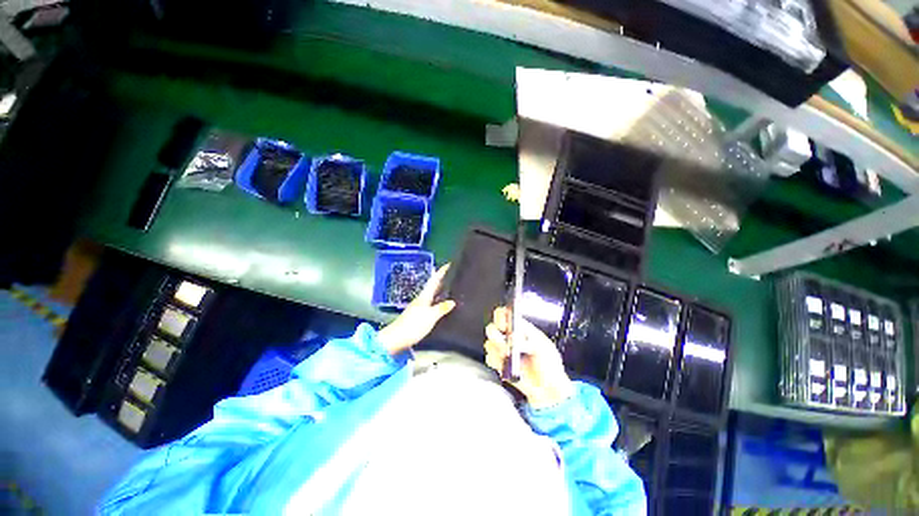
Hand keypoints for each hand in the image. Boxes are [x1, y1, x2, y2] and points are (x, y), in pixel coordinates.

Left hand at [376, 264, 455, 354]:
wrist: (396, 339)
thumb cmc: (413, 325)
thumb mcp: (430, 316)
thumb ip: (441, 308)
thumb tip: (453, 301)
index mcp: (424, 296)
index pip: (434, 280)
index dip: (441, 272)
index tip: (449, 264)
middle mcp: (422, 299)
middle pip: (433, 286)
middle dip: (442, 280)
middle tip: (454, 276)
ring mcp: (419, 307)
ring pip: (433, 295)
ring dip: (441, 290)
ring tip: (452, 289)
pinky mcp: (419, 315)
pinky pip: (432, 304)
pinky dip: (439, 301)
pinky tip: (443, 305)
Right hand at [484, 307, 573, 408]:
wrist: (547, 391)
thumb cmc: (549, 366)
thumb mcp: (544, 348)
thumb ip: (528, 341)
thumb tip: (513, 337)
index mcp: (520, 328)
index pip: (505, 314)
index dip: (501, 316)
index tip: (503, 324)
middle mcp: (509, 337)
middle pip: (493, 327)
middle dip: (496, 335)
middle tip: (504, 343)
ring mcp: (503, 350)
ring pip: (489, 344)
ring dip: (497, 350)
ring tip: (508, 357)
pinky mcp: (499, 364)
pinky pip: (490, 359)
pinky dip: (496, 362)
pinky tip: (506, 366)